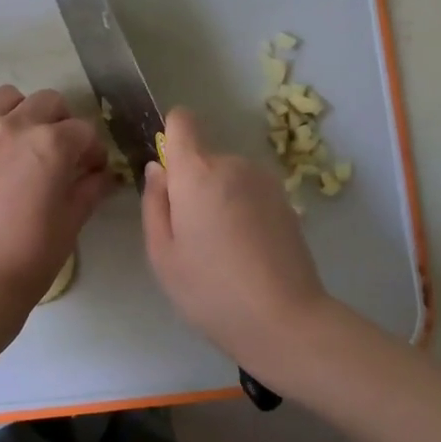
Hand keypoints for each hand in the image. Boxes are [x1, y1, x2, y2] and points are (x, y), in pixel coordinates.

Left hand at [0, 85, 111, 307]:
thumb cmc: (33, 254)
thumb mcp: (73, 219)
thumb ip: (91, 187)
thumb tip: (103, 173)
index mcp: (51, 143)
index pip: (83, 129)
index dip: (92, 149)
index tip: (91, 168)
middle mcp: (14, 127)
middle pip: (48, 102)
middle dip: (61, 123)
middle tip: (59, 153)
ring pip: (7, 99)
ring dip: (23, 114)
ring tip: (22, 145)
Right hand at [142, 107, 329, 384]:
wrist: (285, 320)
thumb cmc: (210, 290)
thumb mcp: (162, 254)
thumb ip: (154, 203)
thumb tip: (157, 169)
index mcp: (197, 172)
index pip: (182, 121)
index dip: (170, 138)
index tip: (168, 175)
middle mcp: (233, 164)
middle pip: (203, 157)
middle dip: (193, 184)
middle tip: (192, 235)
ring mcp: (265, 181)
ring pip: (228, 176)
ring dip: (220, 198)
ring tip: (222, 249)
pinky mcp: (286, 201)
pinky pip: (250, 193)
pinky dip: (243, 211)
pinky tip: (247, 252)